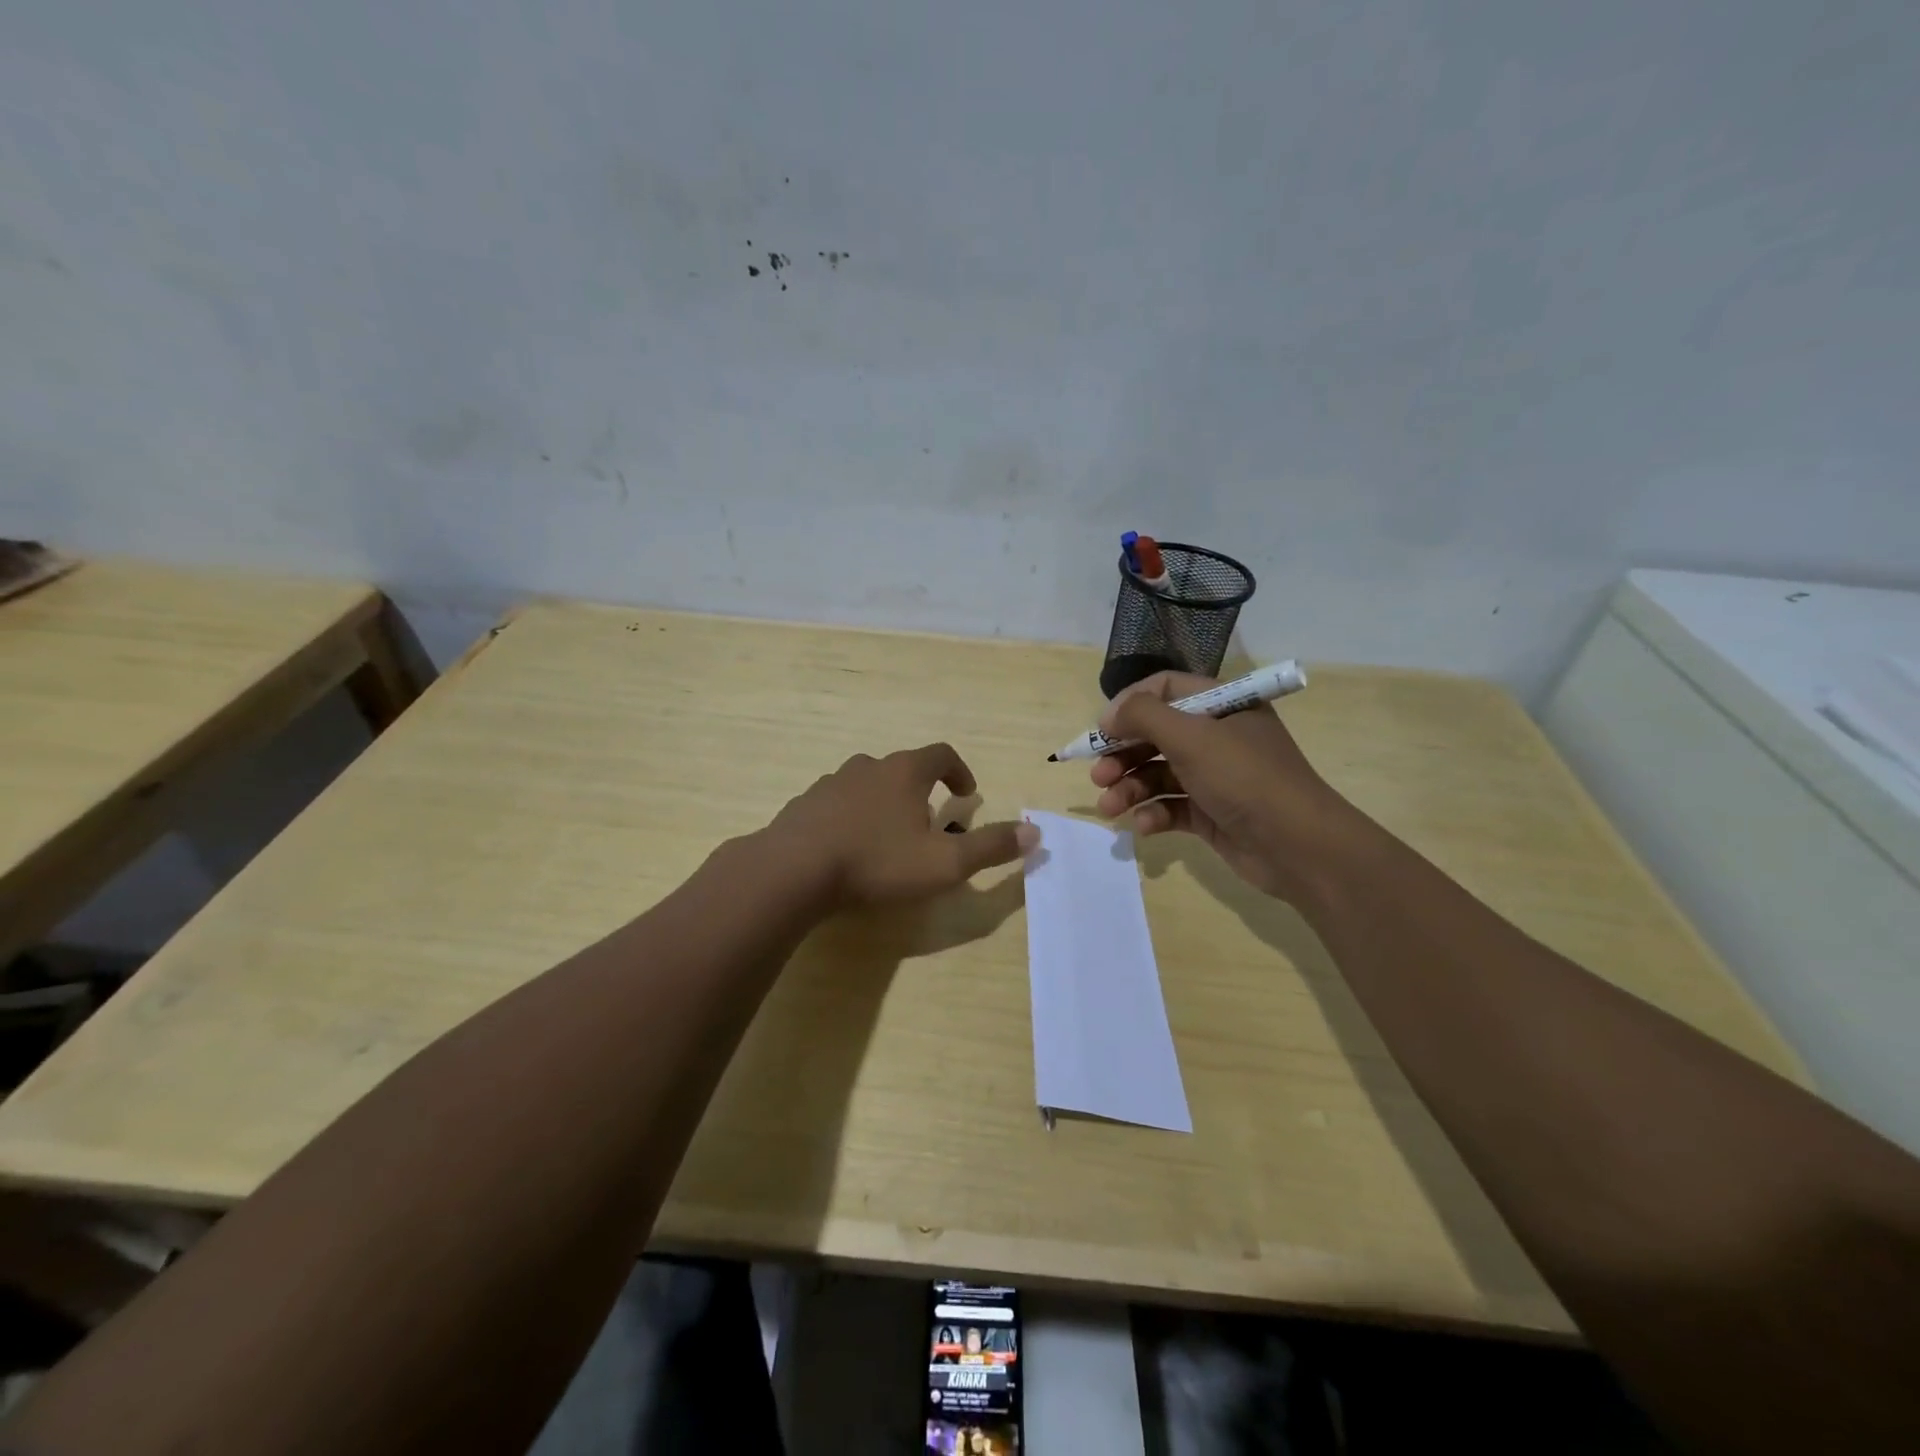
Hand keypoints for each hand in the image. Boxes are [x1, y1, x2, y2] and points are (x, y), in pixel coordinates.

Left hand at [765, 743, 1037, 907]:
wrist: (793, 871)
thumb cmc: (877, 862)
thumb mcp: (944, 863)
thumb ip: (990, 847)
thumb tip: (1035, 832)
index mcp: (904, 772)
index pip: (941, 754)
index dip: (959, 770)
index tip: (968, 793)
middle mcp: (868, 767)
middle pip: (903, 768)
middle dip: (922, 791)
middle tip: (931, 822)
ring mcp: (831, 783)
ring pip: (868, 784)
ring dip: (885, 802)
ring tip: (890, 837)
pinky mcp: (804, 805)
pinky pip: (837, 804)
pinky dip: (852, 817)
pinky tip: (849, 848)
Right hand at [1089, 672, 1365, 902]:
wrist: (1298, 847)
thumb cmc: (1244, 778)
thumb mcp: (1192, 736)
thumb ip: (1143, 716)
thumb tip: (1109, 716)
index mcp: (1222, 705)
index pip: (1165, 689)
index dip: (1129, 706)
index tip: (1101, 730)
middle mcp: (1217, 736)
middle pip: (1155, 735)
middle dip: (1122, 755)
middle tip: (1098, 775)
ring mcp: (1214, 777)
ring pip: (1158, 774)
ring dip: (1129, 789)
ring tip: (1110, 807)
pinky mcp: (1210, 812)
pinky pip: (1170, 806)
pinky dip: (1153, 814)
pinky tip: (1144, 826)